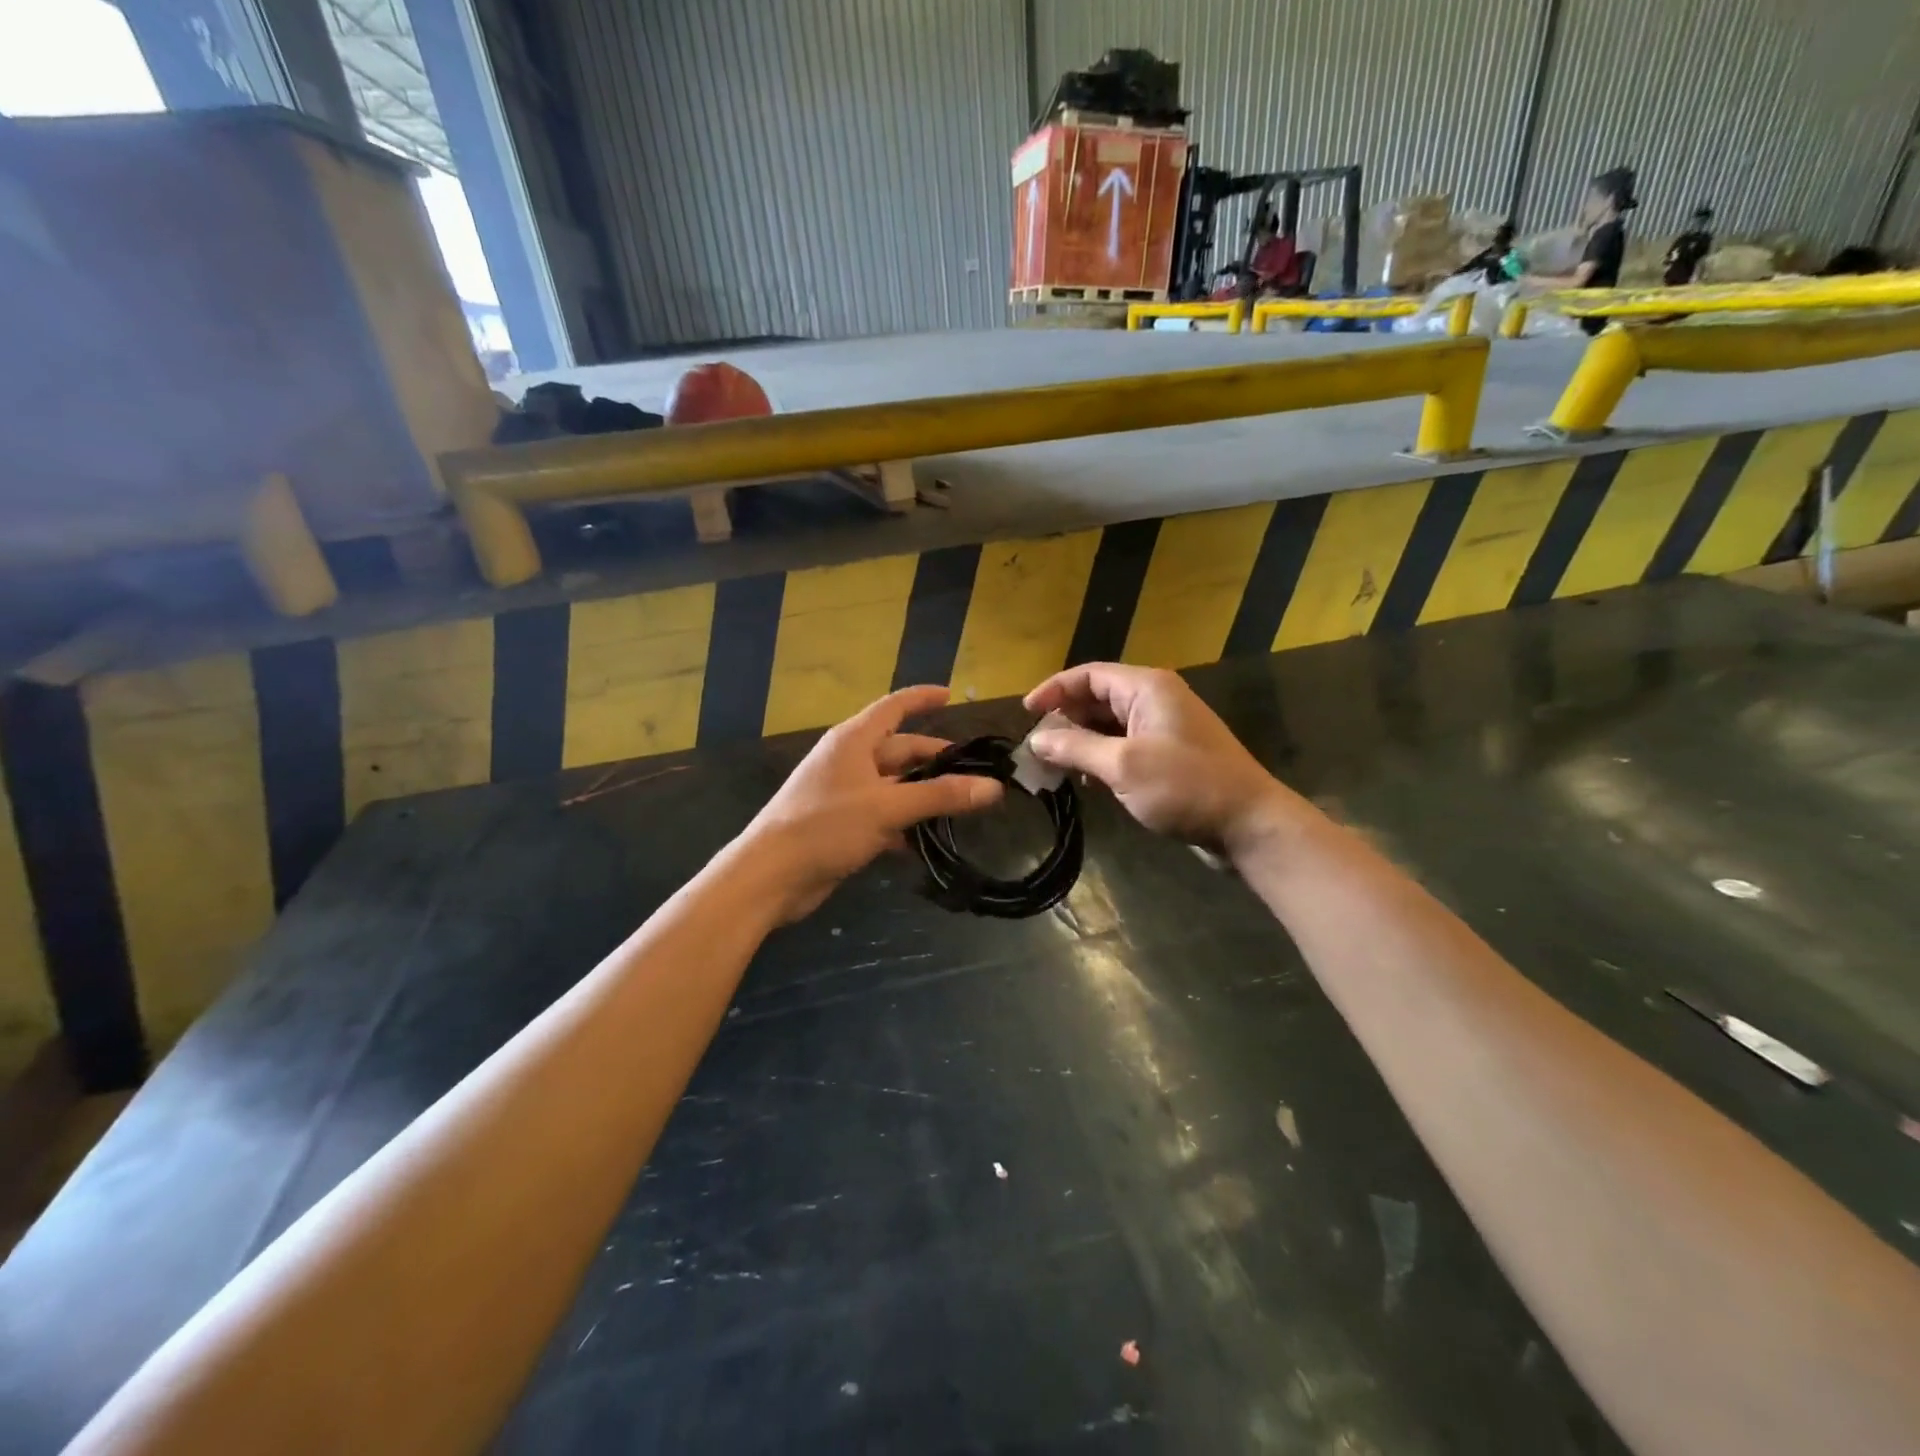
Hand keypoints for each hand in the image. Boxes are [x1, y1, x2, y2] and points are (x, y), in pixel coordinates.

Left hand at [739, 686, 1002, 921]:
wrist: (771, 875)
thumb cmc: (826, 826)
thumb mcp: (887, 807)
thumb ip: (940, 796)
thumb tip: (992, 787)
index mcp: (854, 741)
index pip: (894, 707)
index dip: (922, 698)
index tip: (951, 696)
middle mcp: (849, 760)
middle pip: (900, 750)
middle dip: (935, 760)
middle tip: (975, 773)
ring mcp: (845, 794)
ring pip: (895, 786)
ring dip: (924, 795)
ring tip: (962, 807)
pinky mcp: (843, 825)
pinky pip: (883, 815)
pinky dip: (905, 823)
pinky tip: (929, 841)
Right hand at [1024, 664, 1298, 853]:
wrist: (1248, 824)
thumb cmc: (1185, 786)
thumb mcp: (1123, 766)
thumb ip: (1076, 748)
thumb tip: (1036, 740)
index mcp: (1146, 688)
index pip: (1088, 675)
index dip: (1053, 690)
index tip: (1025, 714)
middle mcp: (1155, 700)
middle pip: (1097, 698)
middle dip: (1064, 719)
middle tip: (1037, 747)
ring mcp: (1164, 728)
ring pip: (1109, 724)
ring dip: (1081, 741)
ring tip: (1055, 766)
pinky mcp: (1169, 755)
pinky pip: (1124, 746)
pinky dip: (1101, 757)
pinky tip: (1089, 781)